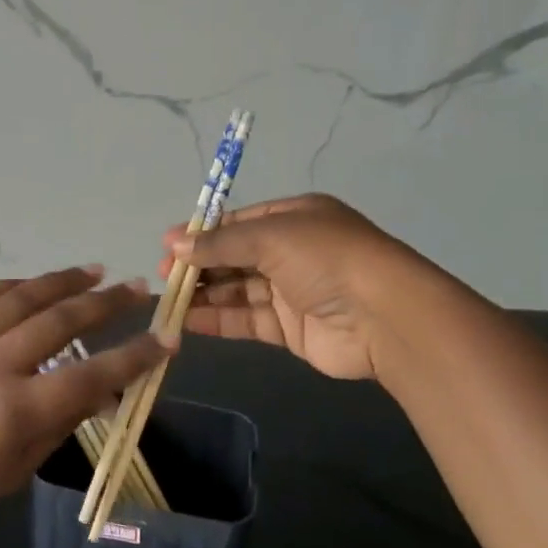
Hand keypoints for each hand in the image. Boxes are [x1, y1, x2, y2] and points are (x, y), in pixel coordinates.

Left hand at [0, 267, 171, 537]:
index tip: (166, 338)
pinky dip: (14, 285)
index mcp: (17, 410)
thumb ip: (60, 423)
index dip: (135, 356)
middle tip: (137, 288)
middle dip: (107, 302)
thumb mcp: (16, 469)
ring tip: (95, 270)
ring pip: (24, 297)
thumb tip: (100, 391)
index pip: (92, 376)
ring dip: (64, 281)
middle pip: (62, 321)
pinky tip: (35, 282)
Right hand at [159, 193, 405, 380]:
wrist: (384, 316)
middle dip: (200, 265)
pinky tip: (187, 321)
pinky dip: (218, 319)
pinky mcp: (291, 329)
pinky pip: (247, 319)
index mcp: (294, 218)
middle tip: (164, 276)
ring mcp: (292, 291)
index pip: (239, 223)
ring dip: (204, 294)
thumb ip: (220, 243)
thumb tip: (173, 245)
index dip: (203, 233)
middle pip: (235, 257)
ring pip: (238, 290)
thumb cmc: (326, 258)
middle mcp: (293, 252)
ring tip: (167, 301)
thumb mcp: (271, 236)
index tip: (168, 246)